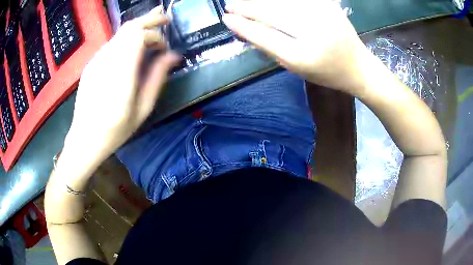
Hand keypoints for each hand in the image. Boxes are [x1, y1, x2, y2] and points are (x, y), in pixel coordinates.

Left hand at [64, 6, 179, 164]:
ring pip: (120, 33)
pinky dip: (127, 39)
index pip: (137, 37)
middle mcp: (106, 62)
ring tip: (152, 32)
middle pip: (128, 27)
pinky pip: (112, 43)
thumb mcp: (142, 109)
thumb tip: (174, 55)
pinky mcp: (91, 63)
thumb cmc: (115, 130)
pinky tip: (133, 48)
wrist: (84, 138)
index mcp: (120, 77)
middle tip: (165, 19)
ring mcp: (96, 61)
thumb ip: (157, 78)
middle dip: (149, 19)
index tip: (164, 46)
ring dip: (138, 28)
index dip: (155, 35)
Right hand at [223, 0, 368, 92]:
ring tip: (243, 1)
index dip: (243, 25)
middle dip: (247, 6)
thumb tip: (244, 27)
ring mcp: (323, 13)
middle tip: (230, 5)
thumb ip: (270, 46)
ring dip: (260, 0)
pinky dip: (279, 0)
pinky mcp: (328, 4)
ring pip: (283, 1)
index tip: (226, 18)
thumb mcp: (295, 67)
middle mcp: (314, 31)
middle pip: (272, 12)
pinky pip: (296, 0)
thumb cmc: (325, 72)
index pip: (265, 35)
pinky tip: (268, 1)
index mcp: (304, 55)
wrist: (357, 65)